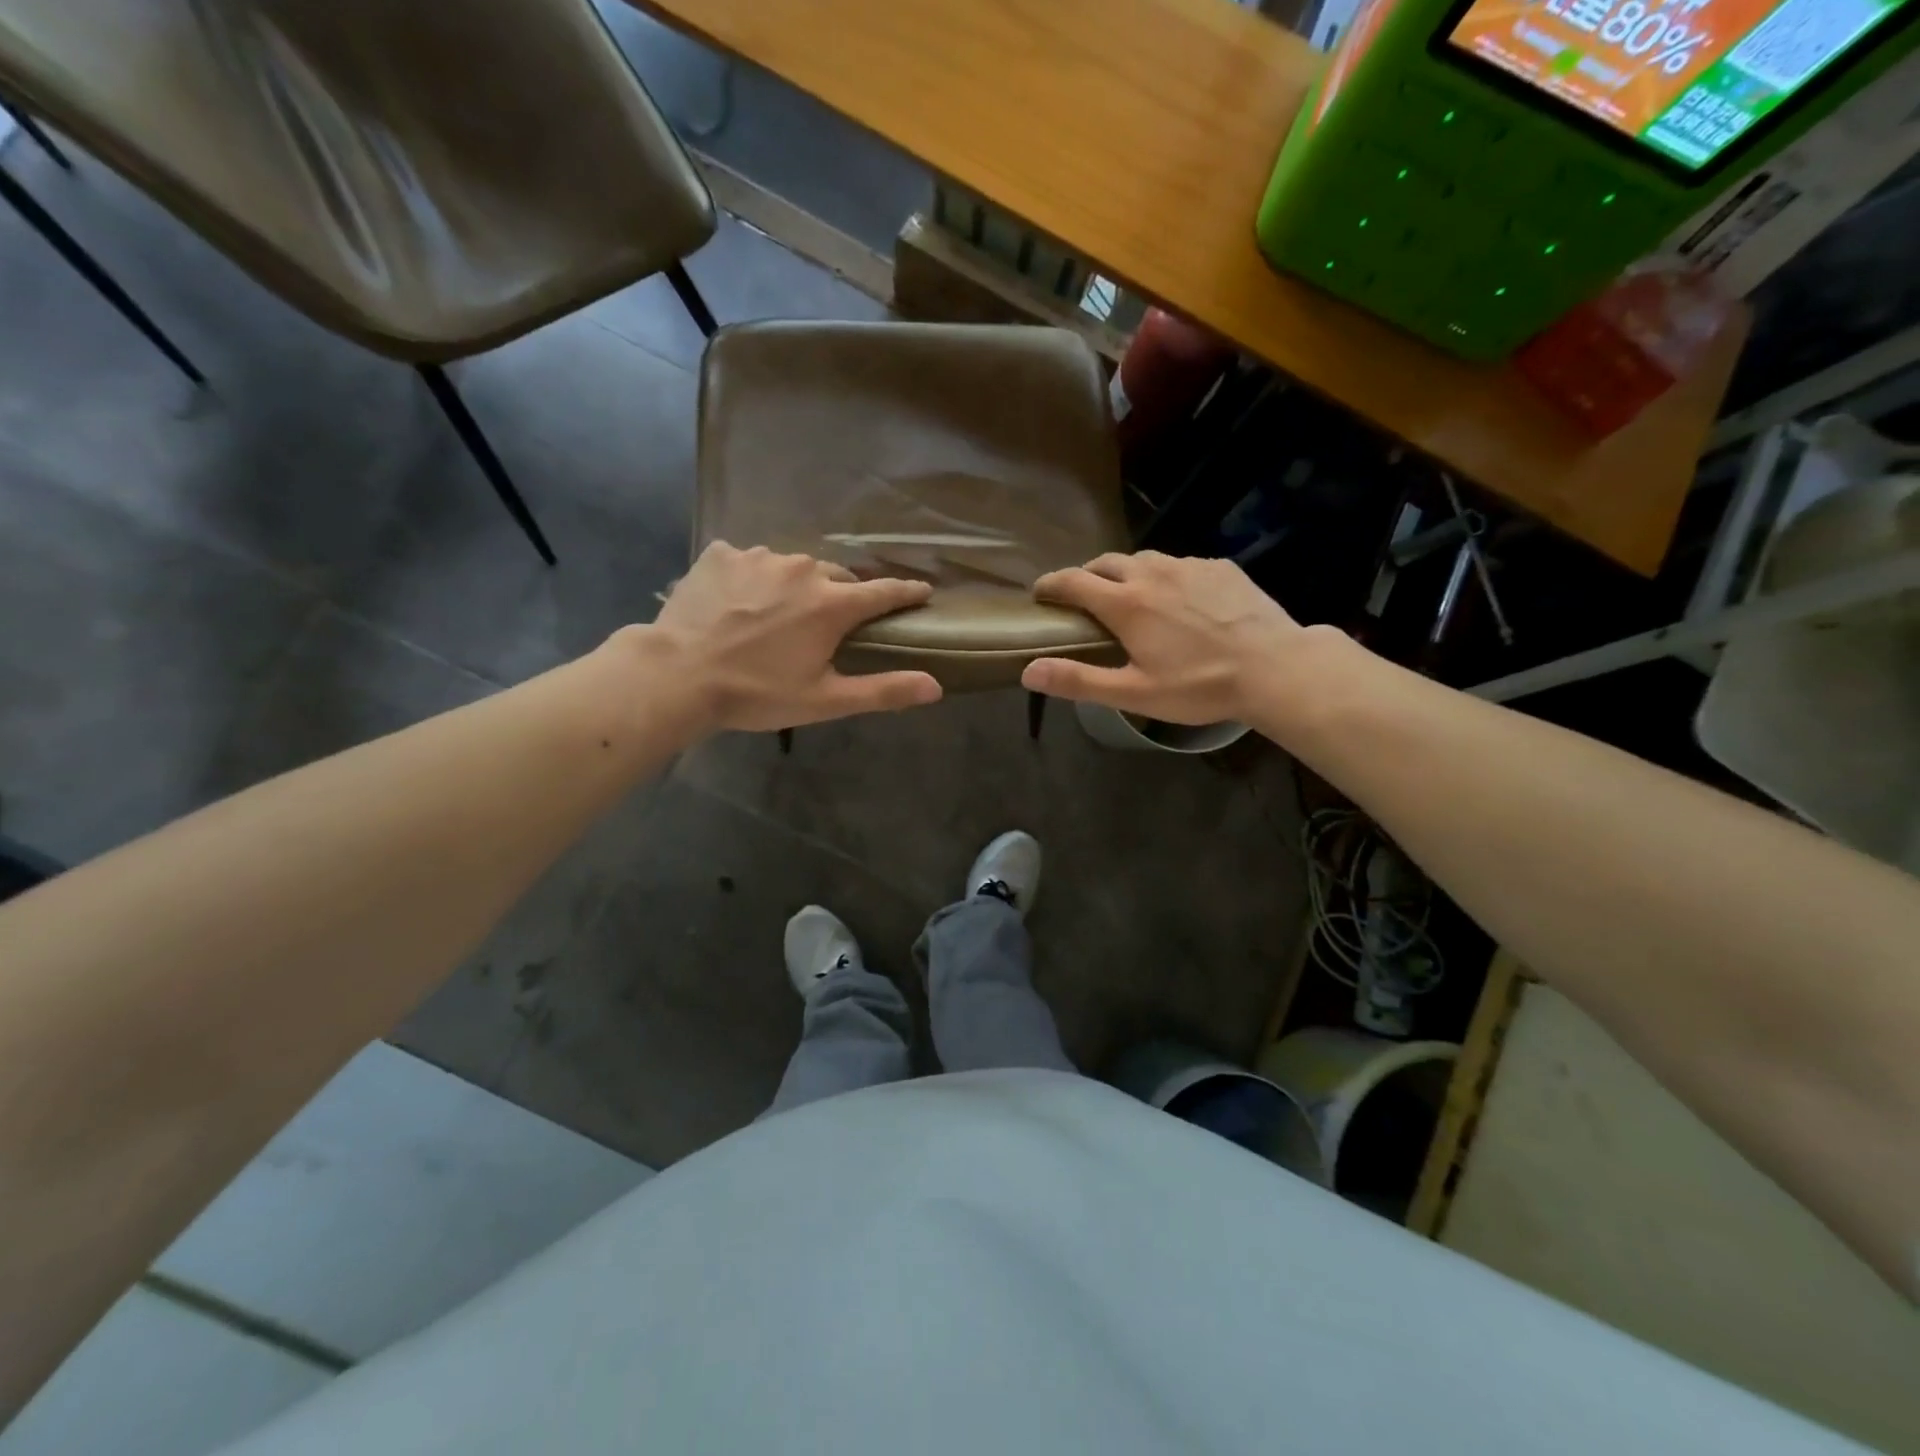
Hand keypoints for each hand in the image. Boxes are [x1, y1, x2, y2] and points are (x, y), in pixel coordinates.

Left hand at [653, 543, 942, 731]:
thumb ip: (884, 691)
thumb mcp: (825, 700)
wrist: (678, 675)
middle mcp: (803, 569)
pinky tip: (738, 602)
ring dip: (796, 586)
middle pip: (837, 577)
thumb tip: (936, 687)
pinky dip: (753, 578)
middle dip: (842, 596)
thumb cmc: (758, 693)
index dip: (906, 592)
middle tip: (832, 622)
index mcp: (832, 604)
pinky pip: (749, 561)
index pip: (884, 592)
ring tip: (778, 614)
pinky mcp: (721, 554)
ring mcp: (759, 557)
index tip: (922, 590)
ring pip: (793, 567)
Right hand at [1021, 552, 1303, 724]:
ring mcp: (1189, 566)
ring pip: (1145, 559)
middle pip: (1106, 562)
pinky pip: (1181, 564)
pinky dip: (1167, 576)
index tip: (1039, 593)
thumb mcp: (1134, 693)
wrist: (1275, 667)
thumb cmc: (1199, 686)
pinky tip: (1180, 600)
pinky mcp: (1220, 567)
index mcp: (1126, 604)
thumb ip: (1078, 681)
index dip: (1050, 584)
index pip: (1073, 581)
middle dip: (1087, 575)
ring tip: (1131, 596)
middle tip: (1083, 598)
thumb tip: (1028, 672)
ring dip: (1127, 573)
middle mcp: (1153, 573)